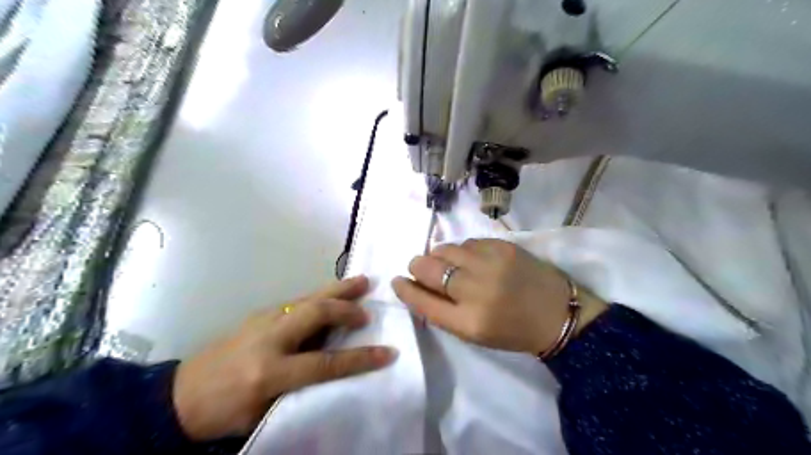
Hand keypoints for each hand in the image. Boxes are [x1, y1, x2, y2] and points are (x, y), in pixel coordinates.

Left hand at [172, 276, 398, 442]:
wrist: (179, 396)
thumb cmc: (225, 412)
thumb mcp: (265, 410)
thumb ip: (301, 386)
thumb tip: (333, 365)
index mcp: (269, 372)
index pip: (325, 363)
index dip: (360, 359)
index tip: (387, 352)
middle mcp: (268, 339)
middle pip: (316, 313)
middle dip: (347, 309)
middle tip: (368, 312)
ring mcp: (262, 320)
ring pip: (307, 298)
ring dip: (338, 290)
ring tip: (361, 281)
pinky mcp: (259, 313)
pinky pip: (297, 300)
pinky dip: (321, 295)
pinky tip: (332, 293)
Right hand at [389, 239, 604, 353]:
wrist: (558, 314)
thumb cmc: (513, 330)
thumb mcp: (475, 334)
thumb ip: (443, 312)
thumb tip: (418, 287)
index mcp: (468, 322)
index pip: (422, 301)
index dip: (405, 289)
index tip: (397, 281)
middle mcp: (476, 290)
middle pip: (428, 268)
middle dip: (417, 266)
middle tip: (419, 267)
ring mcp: (491, 263)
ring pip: (445, 249)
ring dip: (439, 256)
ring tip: (448, 264)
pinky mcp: (503, 246)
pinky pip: (467, 242)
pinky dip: (461, 250)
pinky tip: (470, 258)